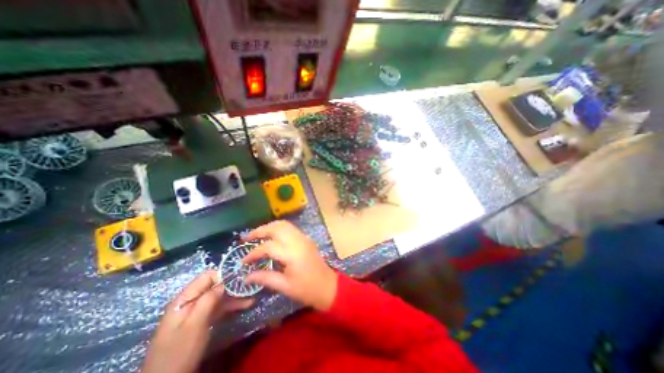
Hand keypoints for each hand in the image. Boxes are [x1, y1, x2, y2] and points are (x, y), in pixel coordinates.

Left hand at [142, 269, 252, 372]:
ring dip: (235, 296)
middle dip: (232, 285)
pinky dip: (231, 306)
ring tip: (252, 295)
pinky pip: (218, 308)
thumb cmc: (180, 350)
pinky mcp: (202, 321)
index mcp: (185, 299)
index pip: (207, 277)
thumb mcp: (195, 324)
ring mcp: (197, 312)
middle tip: (250, 286)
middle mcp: (191, 301)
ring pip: (219, 297)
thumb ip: (208, 300)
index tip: (240, 277)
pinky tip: (246, 305)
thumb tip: (224, 282)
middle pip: (215, 286)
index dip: (224, 275)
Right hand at [243, 220, 337, 310]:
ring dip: (269, 227)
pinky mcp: (306, 238)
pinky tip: (272, 236)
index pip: (268, 247)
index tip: (243, 261)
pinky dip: (279, 228)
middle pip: (276, 228)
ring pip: (284, 225)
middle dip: (260, 231)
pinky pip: (290, 228)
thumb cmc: (306, 289)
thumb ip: (265, 278)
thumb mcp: (284, 286)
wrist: (327, 285)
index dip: (253, 253)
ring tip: (257, 235)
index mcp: (292, 254)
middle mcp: (297, 241)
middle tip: (247, 238)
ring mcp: (303, 238)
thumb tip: (246, 276)